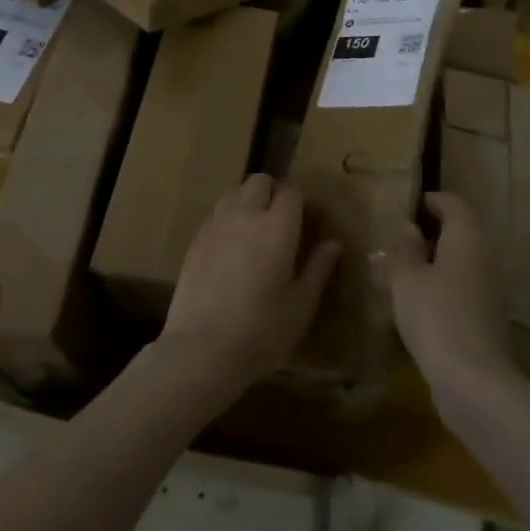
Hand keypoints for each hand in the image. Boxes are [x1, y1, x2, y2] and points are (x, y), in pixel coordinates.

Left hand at [157, 175, 340, 404]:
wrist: (202, 348)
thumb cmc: (261, 331)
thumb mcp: (301, 306)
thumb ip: (318, 269)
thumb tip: (333, 244)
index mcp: (276, 226)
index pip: (292, 191)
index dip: (303, 200)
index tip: (310, 218)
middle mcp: (245, 214)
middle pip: (260, 181)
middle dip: (274, 192)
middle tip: (283, 221)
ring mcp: (216, 224)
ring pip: (234, 192)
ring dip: (248, 201)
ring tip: (256, 230)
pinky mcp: (195, 239)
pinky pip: (216, 214)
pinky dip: (228, 219)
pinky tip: (232, 247)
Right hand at [391, 192, 519, 394]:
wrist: (474, 384)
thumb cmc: (435, 317)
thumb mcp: (407, 278)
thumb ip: (408, 249)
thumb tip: (412, 228)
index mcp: (466, 239)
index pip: (454, 203)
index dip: (432, 200)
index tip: (409, 206)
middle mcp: (484, 260)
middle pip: (462, 233)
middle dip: (434, 231)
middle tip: (402, 238)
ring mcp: (490, 293)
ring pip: (464, 264)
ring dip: (439, 262)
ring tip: (406, 270)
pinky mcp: (488, 322)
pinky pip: (464, 291)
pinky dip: (445, 288)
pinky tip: (421, 304)